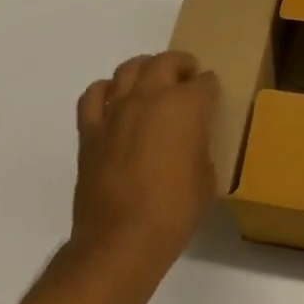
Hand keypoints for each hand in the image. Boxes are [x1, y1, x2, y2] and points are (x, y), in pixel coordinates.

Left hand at [71, 51, 218, 278]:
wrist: (121, 241)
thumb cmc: (174, 211)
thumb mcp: (207, 177)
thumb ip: (199, 146)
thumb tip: (190, 141)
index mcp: (185, 106)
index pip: (204, 82)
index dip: (210, 88)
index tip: (212, 95)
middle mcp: (150, 97)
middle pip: (166, 62)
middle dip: (181, 65)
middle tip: (187, 77)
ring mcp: (116, 111)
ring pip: (128, 69)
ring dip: (144, 69)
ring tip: (152, 82)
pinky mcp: (91, 131)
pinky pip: (94, 95)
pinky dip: (106, 91)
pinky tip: (114, 101)